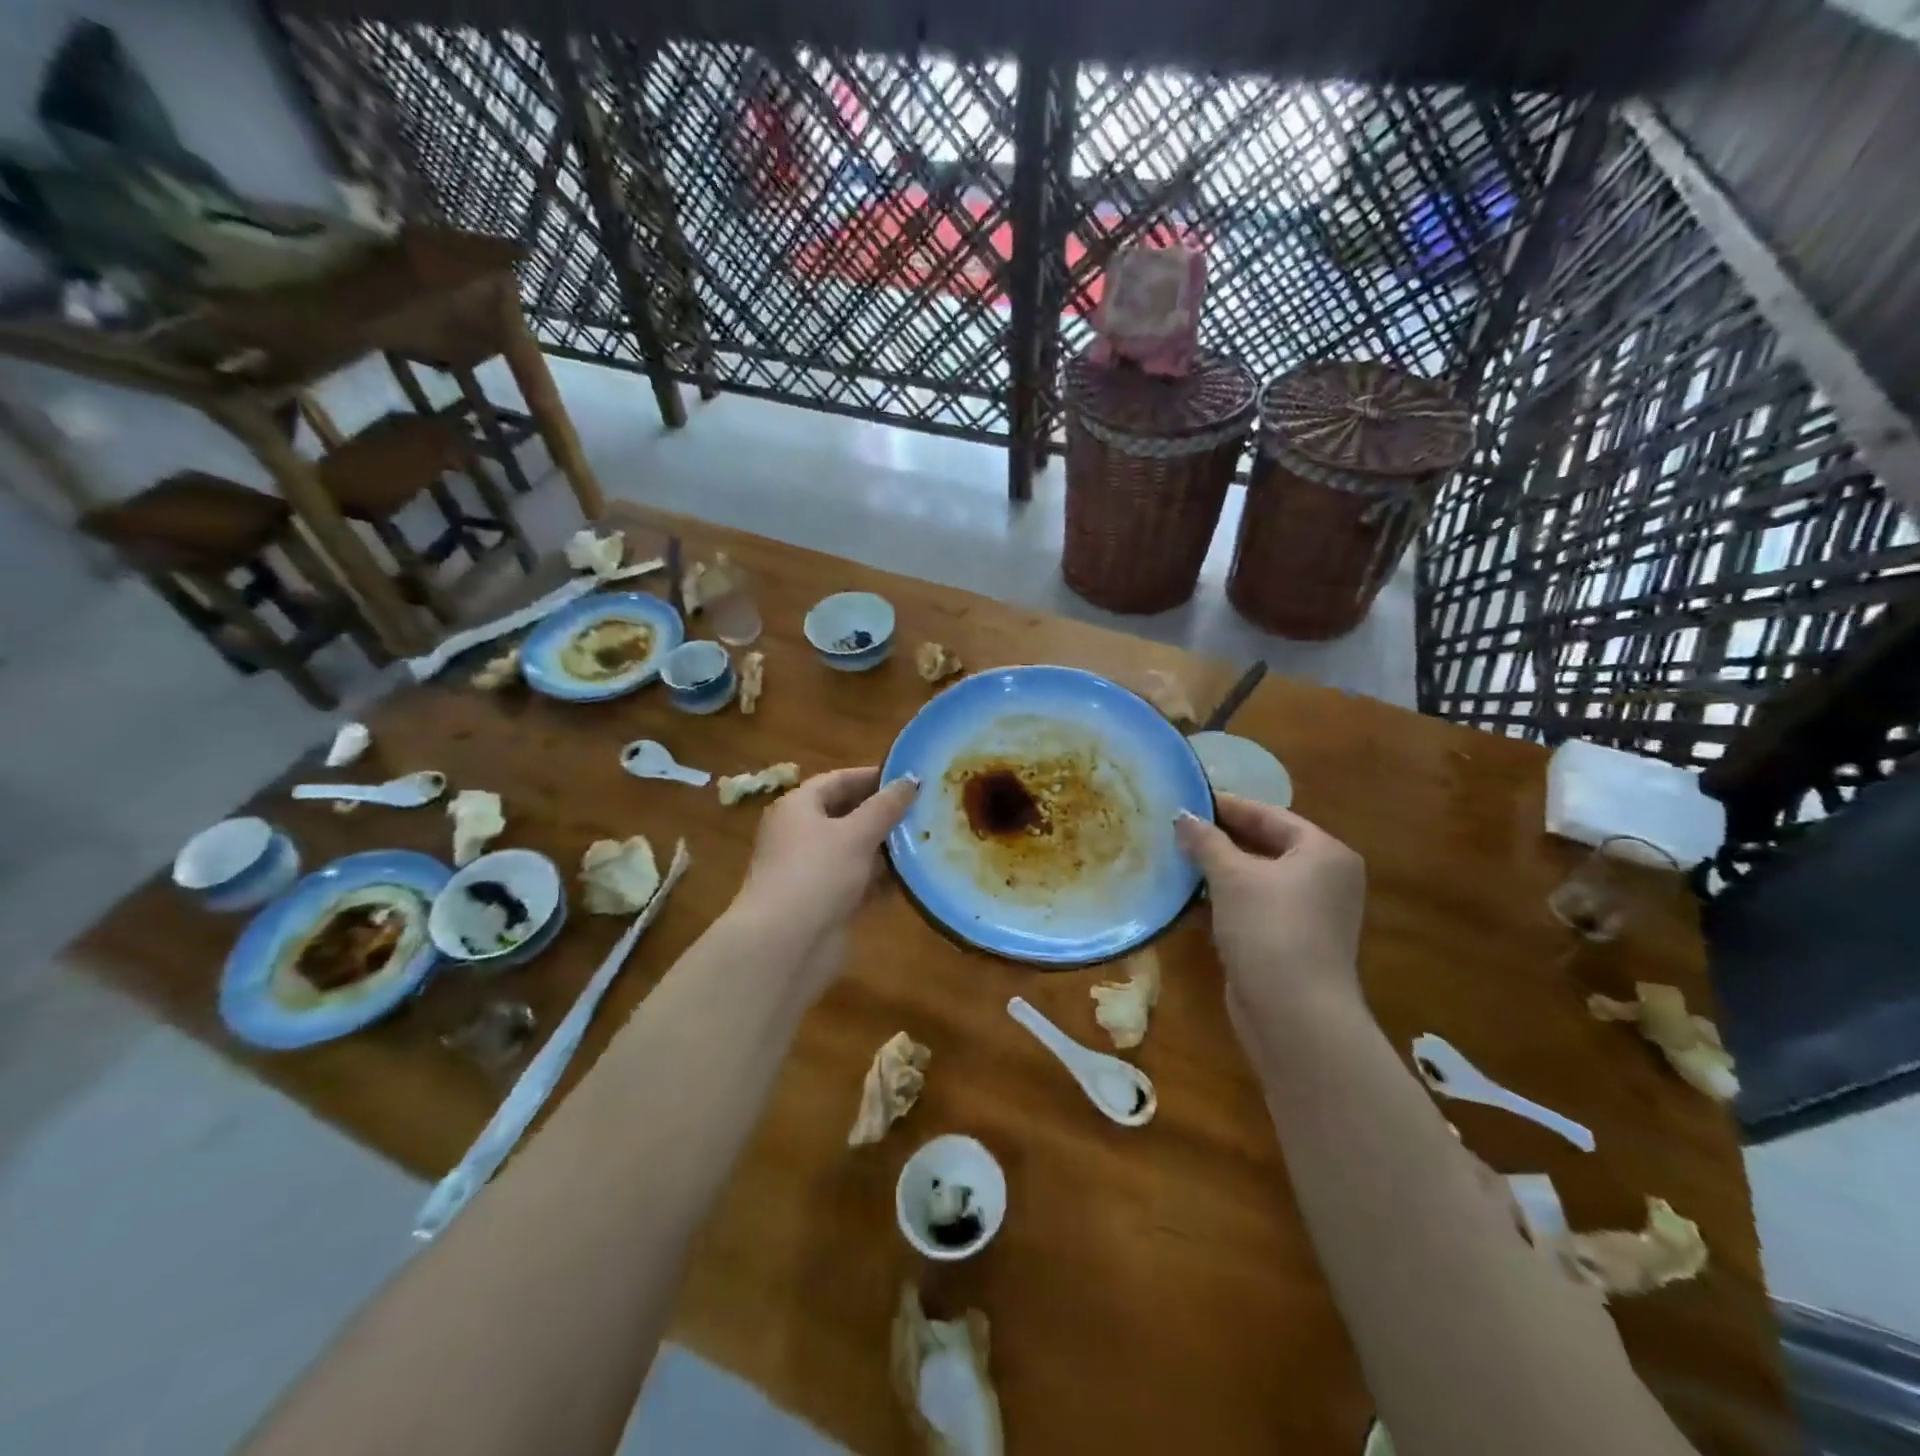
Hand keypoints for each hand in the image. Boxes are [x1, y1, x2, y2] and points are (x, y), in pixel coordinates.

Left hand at [735, 766, 917, 986]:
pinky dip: (879, 880)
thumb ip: (886, 806)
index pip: (838, 780)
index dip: (872, 777)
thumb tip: (910, 780)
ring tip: (925, 841)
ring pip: (853, 850)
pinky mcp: (823, 902)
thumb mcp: (856, 834)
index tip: (909, 778)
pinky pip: (856, 881)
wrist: (784, 945)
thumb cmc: (817, 874)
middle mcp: (800, 834)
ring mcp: (810, 870)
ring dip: (885, 848)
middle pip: (846, 815)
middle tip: (924, 810)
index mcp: (798, 807)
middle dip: (883, 814)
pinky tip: (911, 879)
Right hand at [1175, 795, 1366, 1017]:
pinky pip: (1252, 909)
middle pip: (1264, 846)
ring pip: (1256, 880)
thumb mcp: (1232, 876)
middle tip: (1177, 827)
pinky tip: (1186, 900)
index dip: (1228, 806)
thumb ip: (1206, 841)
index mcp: (1324, 853)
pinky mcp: (1289, 944)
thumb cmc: (1269, 928)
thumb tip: (1183, 816)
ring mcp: (1308, 915)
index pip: (1270, 815)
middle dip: (1220, 839)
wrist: (1294, 1015)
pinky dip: (1223, 901)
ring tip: (1174, 857)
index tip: (1188, 798)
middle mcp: (1324, 880)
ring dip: (1217, 871)